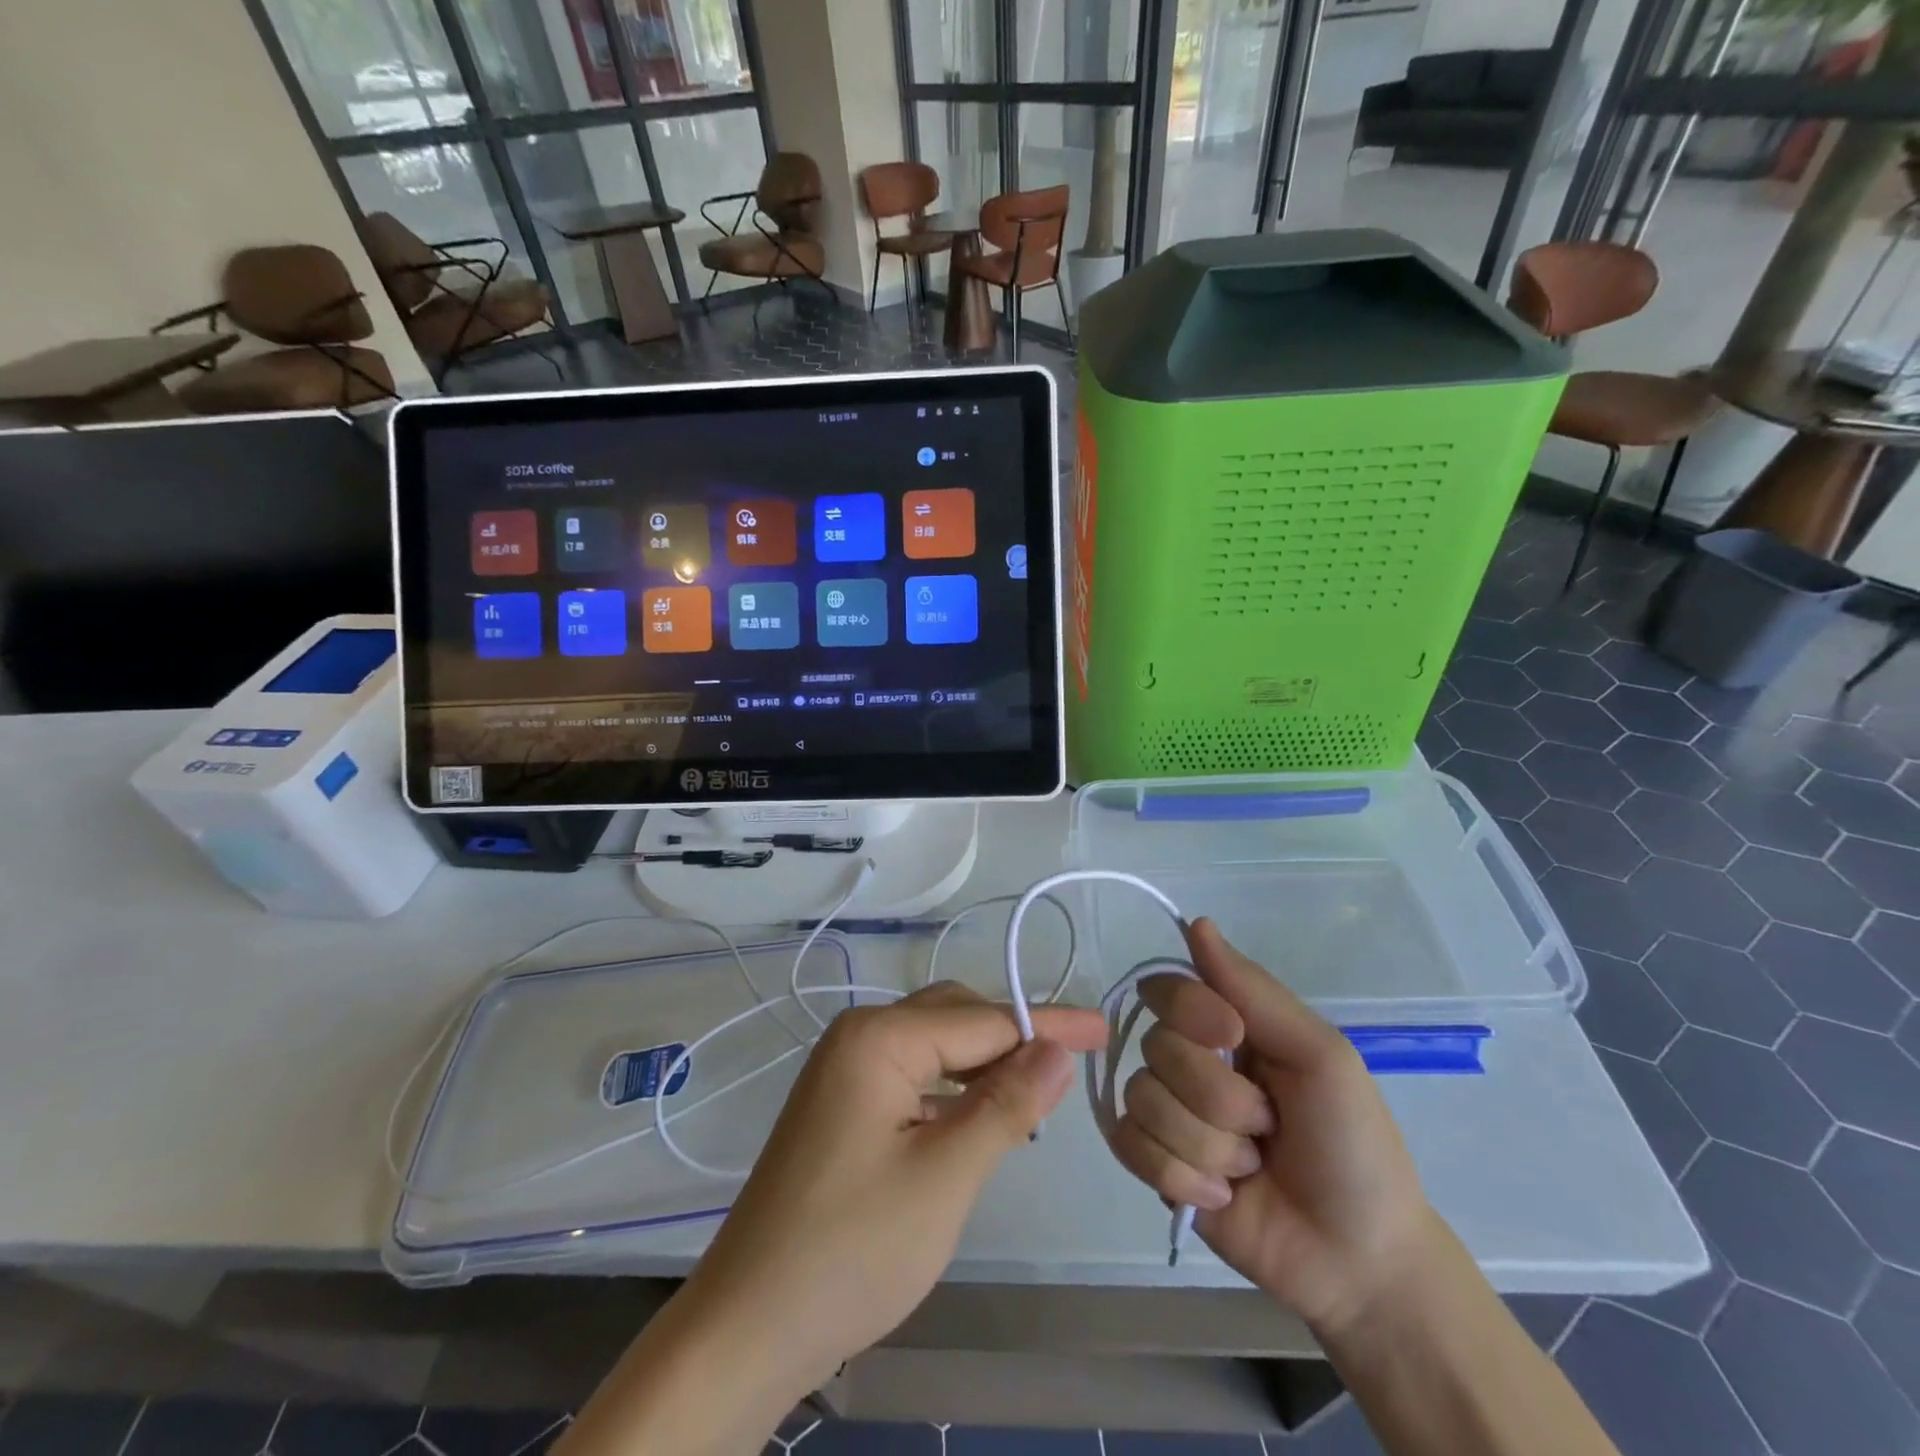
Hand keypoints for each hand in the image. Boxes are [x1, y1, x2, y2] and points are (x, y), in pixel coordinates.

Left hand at [677, 982, 1107, 1395]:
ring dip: (985, 1065)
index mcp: (878, 1038)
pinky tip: (980, 1116)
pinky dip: (954, 1089)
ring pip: (935, 1047)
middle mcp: (858, 1037)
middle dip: (1014, 1039)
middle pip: (956, 1019)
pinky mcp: (843, 1104)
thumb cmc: (853, 1249)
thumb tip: (1057, 1049)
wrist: (749, 1327)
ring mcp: (845, 1070)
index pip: (982, 1020)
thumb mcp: (945, 1176)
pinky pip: (913, 1075)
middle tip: (1071, 1070)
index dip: (1047, 1025)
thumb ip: (1006, 1104)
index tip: (1103, 1028)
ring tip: (1036, 1096)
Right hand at [1110, 918, 1438, 1337]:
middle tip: (1268, 1127)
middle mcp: (1189, 1062)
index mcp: (1227, 1027)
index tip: (1232, 1038)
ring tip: (1249, 1169)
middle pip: (1156, 1049)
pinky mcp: (1155, 1166)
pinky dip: (1180, 1177)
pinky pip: (1130, 1146)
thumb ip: (1255, 990)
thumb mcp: (1321, 1055)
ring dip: (1207, 1145)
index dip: (1189, 1011)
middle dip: (1218, 1099)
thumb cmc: (1353, 1146)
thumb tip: (1197, 922)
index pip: (1167, 988)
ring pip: (1144, 1100)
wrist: (1359, 1261)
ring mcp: (1169, 1115)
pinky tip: (1222, 1197)